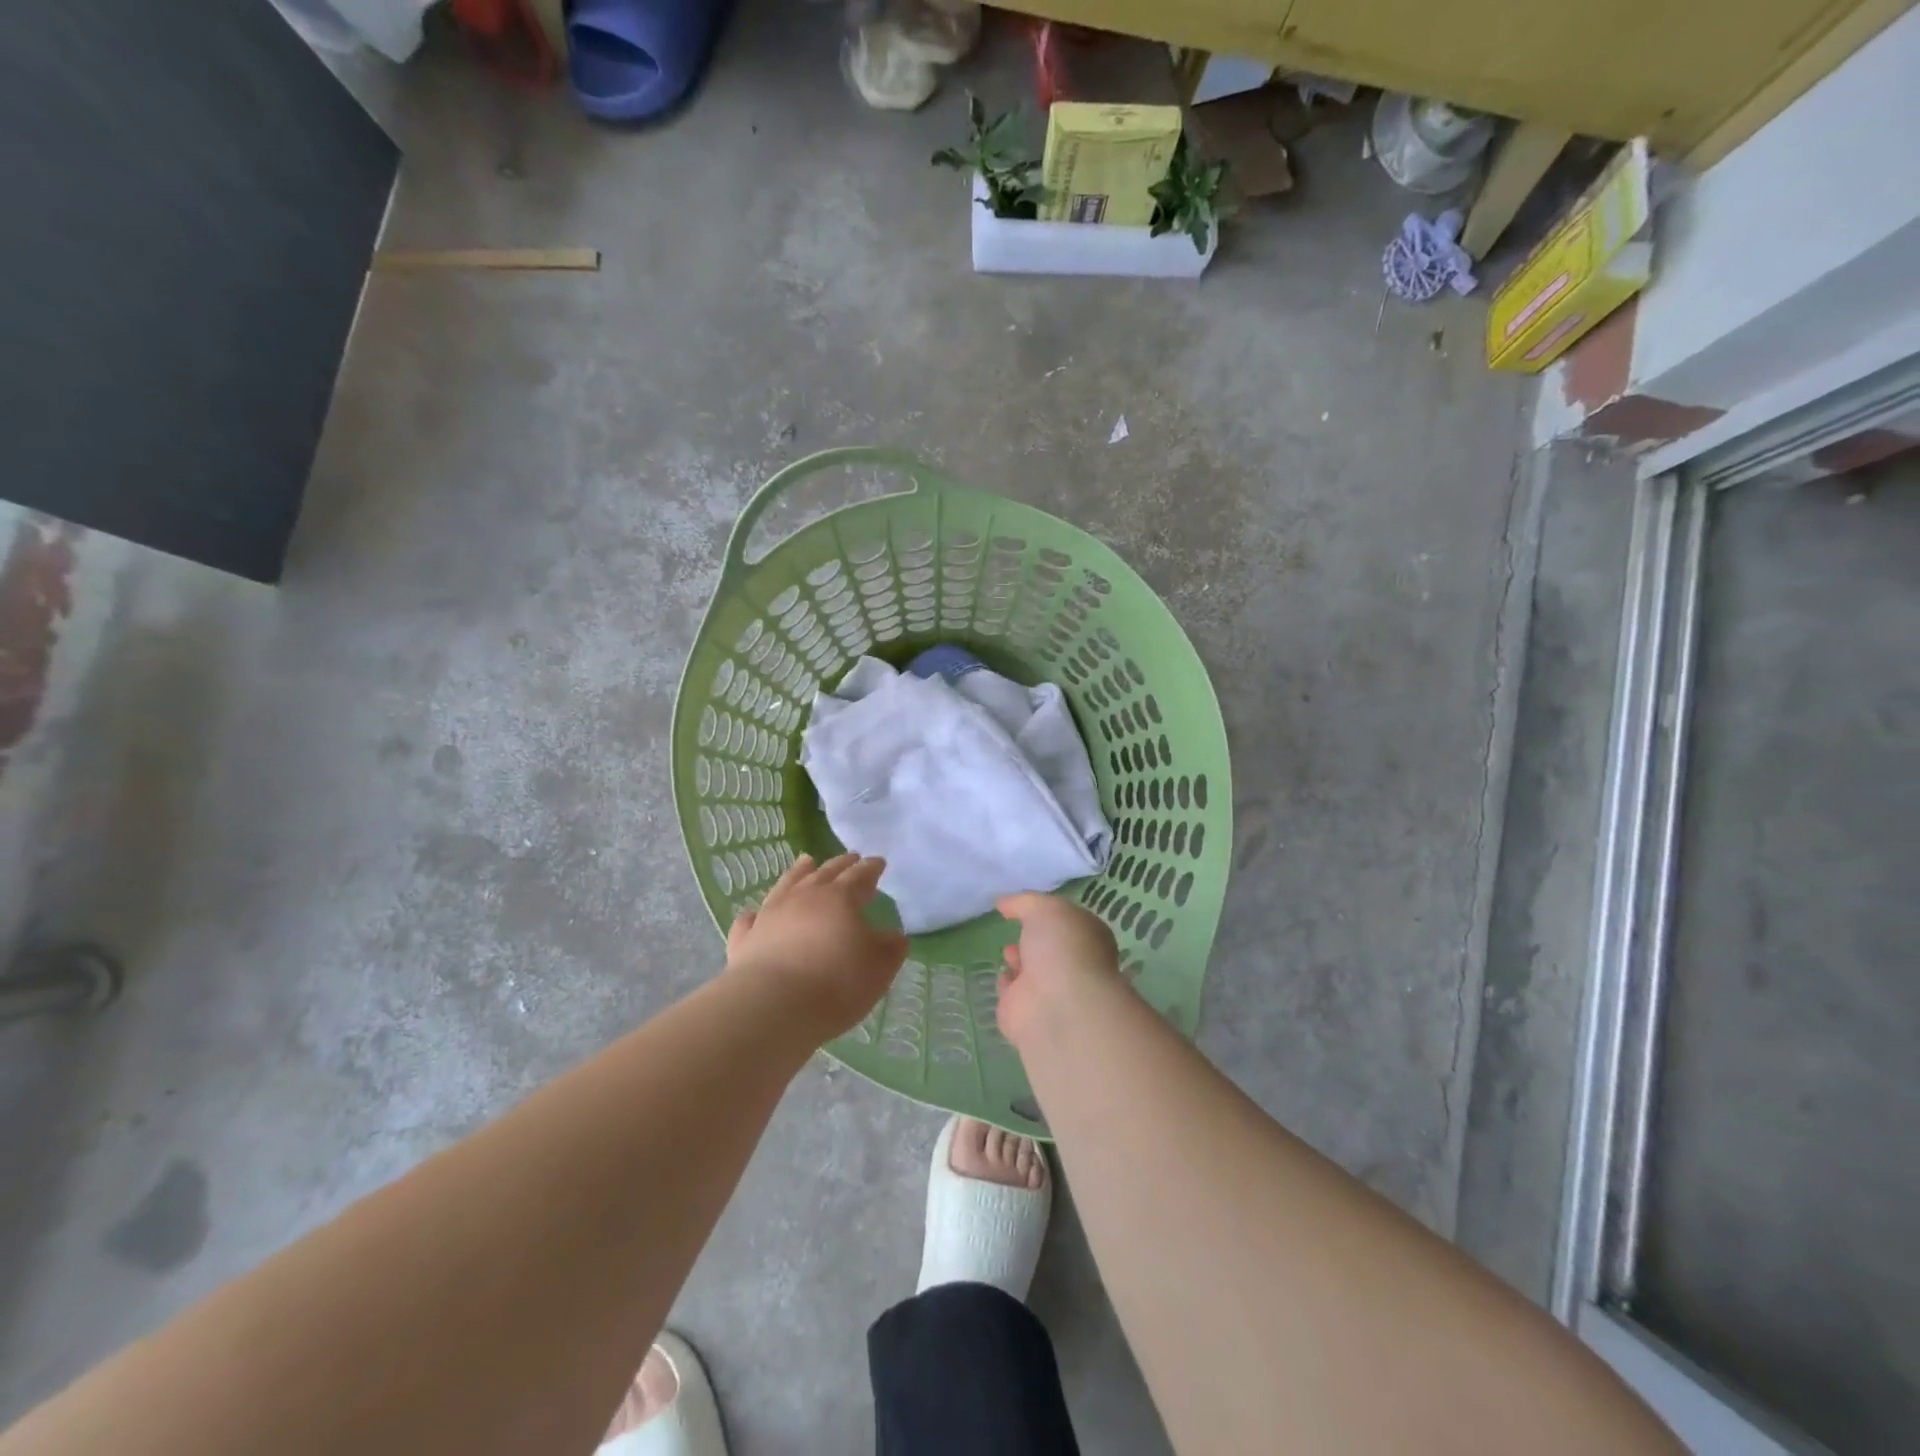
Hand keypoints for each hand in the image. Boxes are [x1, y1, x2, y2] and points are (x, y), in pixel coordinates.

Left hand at [723, 854, 908, 1039]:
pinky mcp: (745, 939)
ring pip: (787, 884)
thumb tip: (894, 935)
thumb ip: (890, 948)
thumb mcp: (878, 968)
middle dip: (841, 864)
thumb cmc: (836, 983)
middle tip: (851, 857)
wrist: (773, 1006)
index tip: (878, 862)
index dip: (871, 868)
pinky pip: (750, 919)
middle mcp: (804, 897)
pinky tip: (755, 913)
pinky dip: (755, 913)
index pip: (860, 875)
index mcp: (840, 898)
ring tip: (806, 861)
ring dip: (799, 871)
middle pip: (825, 872)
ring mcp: (770, 914)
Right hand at [995, 893, 1121, 1048]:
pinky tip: (1001, 973)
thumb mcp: (1043, 909)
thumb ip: (1023, 903)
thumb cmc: (1061, 947)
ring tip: (1008, 950)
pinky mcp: (1024, 1012)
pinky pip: (1013, 993)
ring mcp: (1049, 990)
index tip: (1029, 907)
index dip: (1051, 914)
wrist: (1057, 1004)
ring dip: (1020, 960)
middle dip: (1034, 939)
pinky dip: (1006, 984)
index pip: (1069, 922)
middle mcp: (1071, 964)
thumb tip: (1004, 903)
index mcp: (1087, 937)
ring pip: (1031, 971)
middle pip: (1050, 948)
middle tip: (1018, 929)